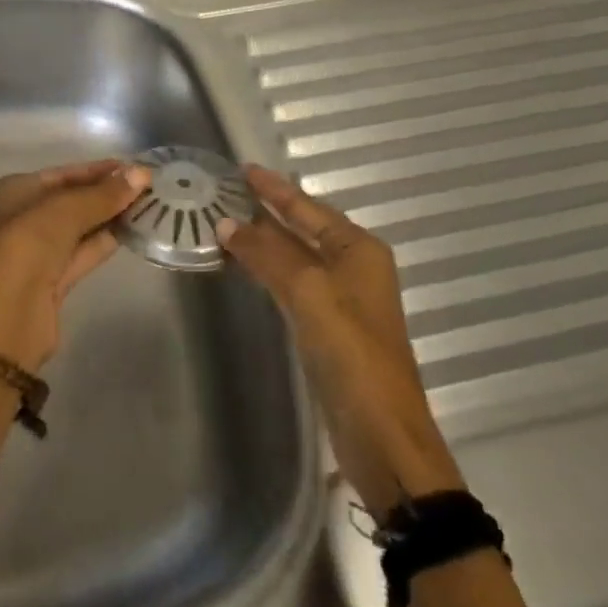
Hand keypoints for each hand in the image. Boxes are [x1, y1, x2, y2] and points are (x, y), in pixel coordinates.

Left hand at [0, 160, 149, 371]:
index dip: (101, 170)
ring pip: (82, 227)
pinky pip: (85, 252)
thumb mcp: (66, 211)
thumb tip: (142, 174)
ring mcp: (39, 250)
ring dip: (112, 217)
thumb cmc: (28, 247)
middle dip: (109, 193)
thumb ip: (104, 194)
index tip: (138, 169)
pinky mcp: (54, 280)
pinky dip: (107, 241)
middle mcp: (25, 216)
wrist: (6, 318)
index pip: (66, 173)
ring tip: (151, 206)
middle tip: (150, 188)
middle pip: (74, 199)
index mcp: (18, 191)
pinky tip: (135, 231)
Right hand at [218, 165, 463, 506]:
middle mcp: (353, 267)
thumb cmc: (352, 353)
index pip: (307, 207)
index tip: (242, 169)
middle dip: (266, 211)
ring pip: (295, 256)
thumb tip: (226, 223)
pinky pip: (292, 284)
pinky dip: (268, 270)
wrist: (383, 437)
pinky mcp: (328, 328)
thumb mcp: (309, 293)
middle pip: (302, 228)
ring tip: (225, 222)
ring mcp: (341, 299)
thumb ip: (267, 254)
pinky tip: (246, 266)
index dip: (274, 188)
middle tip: (225, 193)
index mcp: (359, 249)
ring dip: (263, 241)